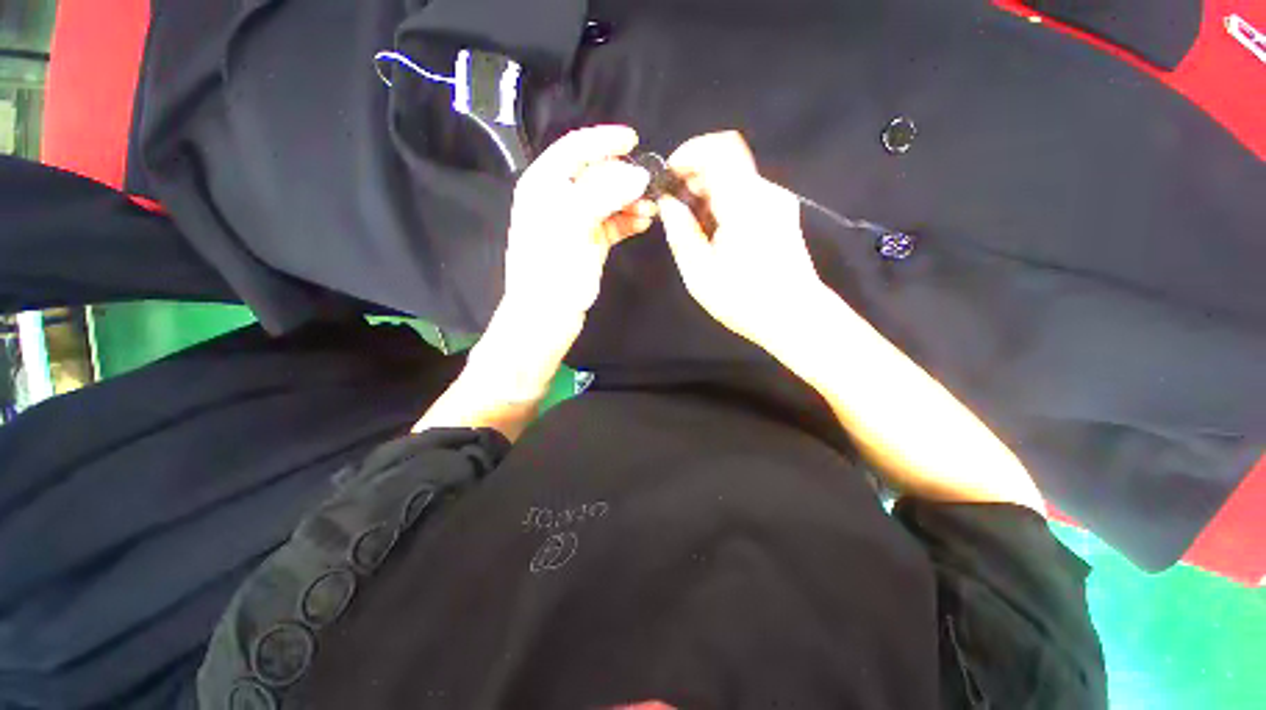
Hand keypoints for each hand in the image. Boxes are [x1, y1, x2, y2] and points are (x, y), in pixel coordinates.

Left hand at [502, 125, 655, 320]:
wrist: (546, 317)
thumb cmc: (553, 271)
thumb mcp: (573, 225)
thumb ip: (604, 194)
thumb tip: (639, 176)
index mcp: (544, 185)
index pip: (574, 149)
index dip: (603, 140)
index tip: (634, 140)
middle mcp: (558, 199)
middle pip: (595, 175)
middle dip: (624, 177)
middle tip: (651, 186)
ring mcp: (575, 222)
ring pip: (607, 200)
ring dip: (630, 201)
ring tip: (651, 210)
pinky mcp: (588, 242)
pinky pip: (611, 223)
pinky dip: (627, 221)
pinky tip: (643, 223)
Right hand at [657, 131, 829, 348]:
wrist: (795, 317)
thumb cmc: (744, 300)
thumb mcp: (699, 273)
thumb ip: (680, 232)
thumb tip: (668, 203)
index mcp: (744, 204)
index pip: (719, 148)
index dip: (689, 152)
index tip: (669, 176)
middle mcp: (765, 193)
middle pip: (726, 161)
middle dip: (694, 176)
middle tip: (676, 208)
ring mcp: (777, 202)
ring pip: (735, 178)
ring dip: (708, 192)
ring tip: (692, 226)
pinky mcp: (781, 213)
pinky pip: (746, 194)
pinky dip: (723, 203)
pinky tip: (714, 233)